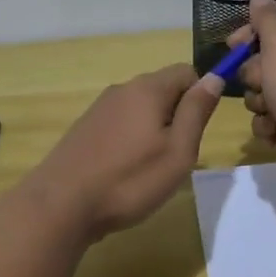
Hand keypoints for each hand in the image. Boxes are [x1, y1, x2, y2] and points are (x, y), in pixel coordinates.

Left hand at [28, 65, 221, 241]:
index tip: (198, 130)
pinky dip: (131, 139)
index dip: (200, 95)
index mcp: (148, 89)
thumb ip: (197, 111)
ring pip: (140, 108)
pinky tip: (125, 170)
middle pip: (162, 88)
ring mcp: (99, 108)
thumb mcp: (178, 151)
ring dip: (154, 129)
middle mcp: (122, 89)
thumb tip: (214, 78)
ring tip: (151, 167)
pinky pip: (120, 123)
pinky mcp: (85, 128)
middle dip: (177, 115)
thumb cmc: (130, 180)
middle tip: (177, 155)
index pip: (186, 72)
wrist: (61, 204)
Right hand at [231, 0, 275, 190]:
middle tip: (261, 83)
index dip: (252, 33)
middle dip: (256, 75)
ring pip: (267, 93)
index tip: (232, 45)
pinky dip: (271, 126)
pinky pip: (274, 119)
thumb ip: (266, 17)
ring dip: (260, 103)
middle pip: (269, 60)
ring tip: (272, 113)